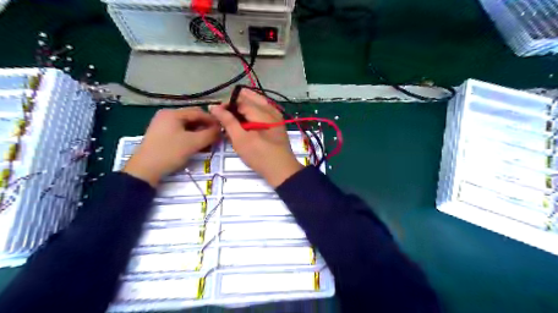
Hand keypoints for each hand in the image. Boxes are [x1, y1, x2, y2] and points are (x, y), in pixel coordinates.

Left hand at [123, 108, 219, 186]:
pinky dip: (190, 136)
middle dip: (205, 127)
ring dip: (199, 132)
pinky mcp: (160, 135)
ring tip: (208, 142)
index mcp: (173, 113)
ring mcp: (162, 125)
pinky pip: (180, 131)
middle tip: (216, 136)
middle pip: (192, 118)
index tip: (223, 129)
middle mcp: (166, 115)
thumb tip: (221, 129)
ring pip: (186, 126)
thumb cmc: (170, 152)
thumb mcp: (193, 143)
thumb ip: (210, 134)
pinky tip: (196, 144)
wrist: (144, 170)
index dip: (212, 120)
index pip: (199, 112)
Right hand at [210, 90, 304, 188]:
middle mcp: (271, 109)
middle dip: (235, 104)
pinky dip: (252, 112)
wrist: (282, 171)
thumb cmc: (260, 156)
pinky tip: (245, 122)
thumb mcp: (241, 140)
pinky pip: (262, 110)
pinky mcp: (277, 123)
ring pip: (256, 103)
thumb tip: (214, 107)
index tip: (215, 113)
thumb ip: (228, 121)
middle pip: (250, 98)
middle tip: (224, 116)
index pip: (240, 99)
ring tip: (232, 119)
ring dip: (243, 108)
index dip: (226, 104)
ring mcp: (276, 116)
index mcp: (262, 111)